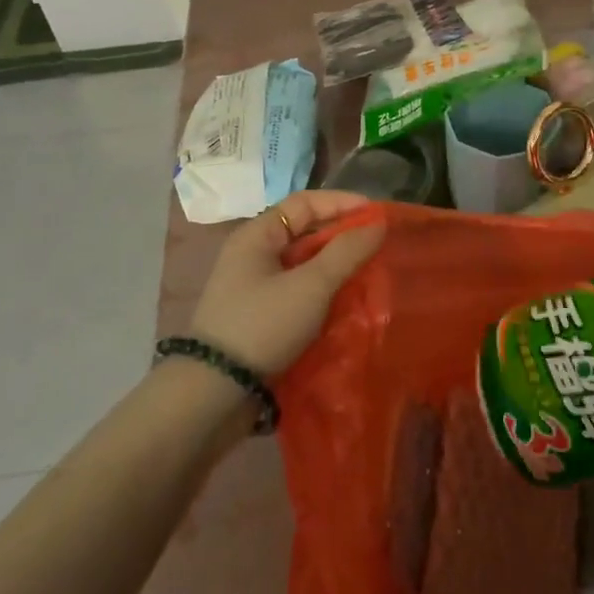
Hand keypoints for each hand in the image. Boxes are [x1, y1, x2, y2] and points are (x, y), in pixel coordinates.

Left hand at [187, 191, 383, 377]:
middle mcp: (253, 254)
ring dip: (336, 265)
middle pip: (305, 232)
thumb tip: (378, 224)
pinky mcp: (260, 316)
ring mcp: (255, 287)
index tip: (377, 215)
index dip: (342, 203)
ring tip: (369, 272)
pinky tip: (347, 302)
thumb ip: (347, 252)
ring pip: (304, 264)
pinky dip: (324, 291)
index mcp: (257, 235)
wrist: (215, 391)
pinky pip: (299, 291)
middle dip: (342, 236)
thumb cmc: (263, 325)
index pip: (304, 202)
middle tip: (378, 245)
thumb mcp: (311, 286)